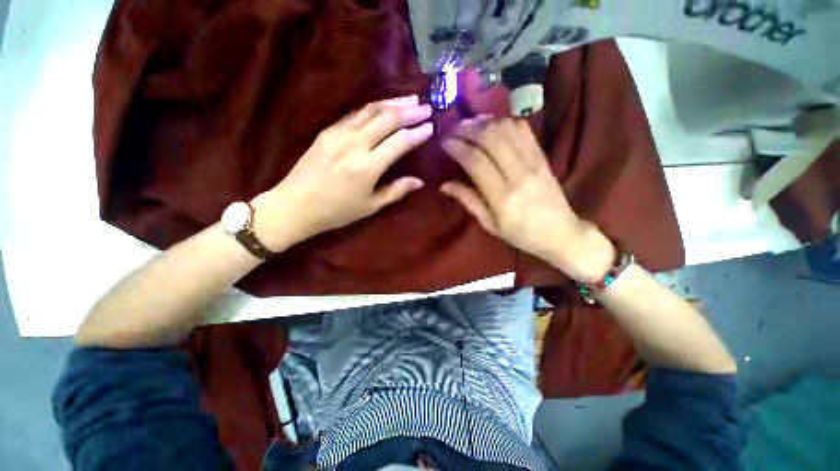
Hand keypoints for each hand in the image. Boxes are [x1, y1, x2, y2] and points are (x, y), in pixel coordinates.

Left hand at [252, 95, 432, 249]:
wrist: (295, 205)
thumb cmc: (337, 211)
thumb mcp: (371, 206)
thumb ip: (396, 191)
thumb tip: (419, 181)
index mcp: (368, 167)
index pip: (400, 142)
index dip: (417, 133)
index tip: (430, 127)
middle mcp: (355, 144)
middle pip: (387, 119)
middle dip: (410, 111)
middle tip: (426, 107)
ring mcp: (339, 134)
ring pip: (370, 110)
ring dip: (392, 103)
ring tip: (410, 100)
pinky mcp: (327, 130)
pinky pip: (355, 114)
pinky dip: (373, 108)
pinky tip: (383, 106)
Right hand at [441, 118, 614, 281]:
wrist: (560, 232)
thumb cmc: (520, 233)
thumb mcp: (489, 224)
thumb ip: (468, 201)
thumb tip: (444, 185)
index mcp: (502, 197)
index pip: (476, 161)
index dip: (457, 147)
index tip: (444, 142)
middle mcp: (518, 174)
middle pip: (490, 139)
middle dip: (468, 129)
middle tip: (453, 130)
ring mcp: (534, 162)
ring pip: (506, 130)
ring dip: (485, 123)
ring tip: (470, 126)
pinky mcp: (543, 156)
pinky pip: (524, 130)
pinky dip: (505, 123)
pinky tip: (493, 127)